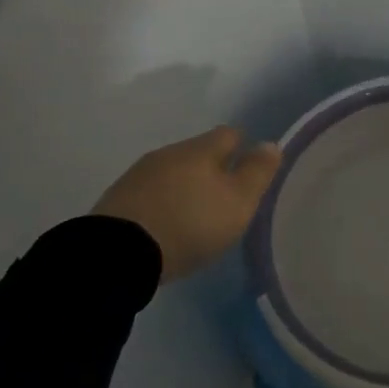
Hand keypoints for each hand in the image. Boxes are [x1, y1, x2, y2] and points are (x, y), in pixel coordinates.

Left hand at [92, 126, 281, 281]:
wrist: (119, 254)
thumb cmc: (190, 224)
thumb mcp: (238, 202)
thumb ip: (257, 172)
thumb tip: (270, 144)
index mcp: (201, 149)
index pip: (229, 133)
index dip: (243, 147)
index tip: (249, 169)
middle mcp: (169, 152)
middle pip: (199, 152)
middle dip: (213, 168)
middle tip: (225, 196)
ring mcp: (139, 174)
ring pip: (173, 170)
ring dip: (185, 185)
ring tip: (195, 213)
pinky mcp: (117, 198)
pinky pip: (150, 191)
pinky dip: (163, 201)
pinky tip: (166, 223)